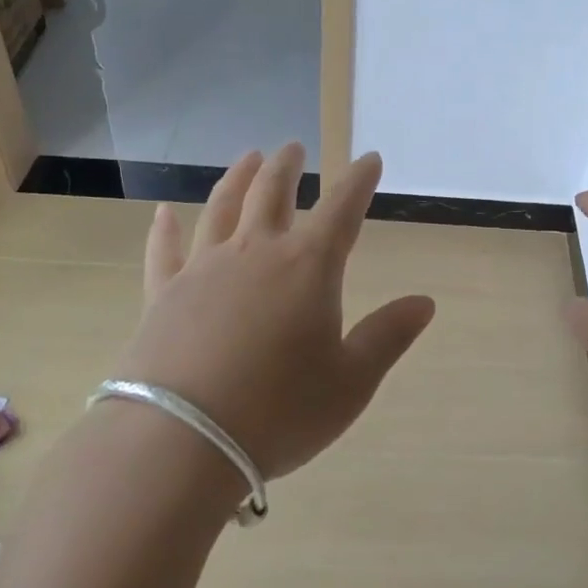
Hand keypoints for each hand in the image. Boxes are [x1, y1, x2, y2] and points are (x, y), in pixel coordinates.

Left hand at [112, 144, 435, 481]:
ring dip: (238, 177)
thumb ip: (387, 336)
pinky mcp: (163, 293)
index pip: (342, 207)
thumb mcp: (350, 381)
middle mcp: (256, 251)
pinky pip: (164, 250)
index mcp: (308, 266)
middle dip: (288, 166)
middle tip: (294, 147)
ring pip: (223, 206)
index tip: (369, 158)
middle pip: (273, 192)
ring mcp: (204, 267)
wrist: (182, 441)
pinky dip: (165, 229)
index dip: (359, 180)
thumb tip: (425, 302)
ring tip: (249, 157)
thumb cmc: (279, 411)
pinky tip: (163, 212)